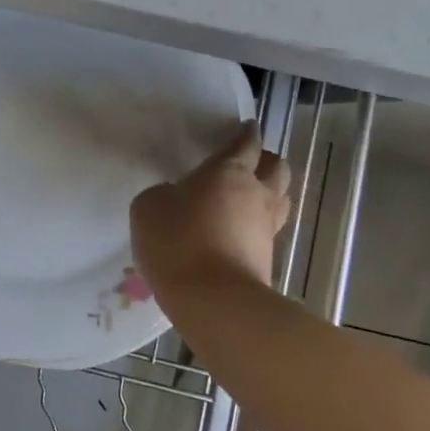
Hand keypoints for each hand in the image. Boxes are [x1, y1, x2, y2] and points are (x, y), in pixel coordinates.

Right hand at [130, 123, 293, 294]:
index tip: (246, 127)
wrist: (214, 302)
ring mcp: (267, 228)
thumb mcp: (149, 207)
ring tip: (248, 196)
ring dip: (269, 192)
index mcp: (229, 171)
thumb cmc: (178, 241)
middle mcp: (256, 194)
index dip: (246, 133)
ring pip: (280, 199)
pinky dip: (257, 225)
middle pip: (278, 167)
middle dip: (266, 161)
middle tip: (248, 163)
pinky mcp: (268, 260)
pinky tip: (238, 231)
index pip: (246, 142)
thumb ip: (164, 194)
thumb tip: (175, 198)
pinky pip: (268, 230)